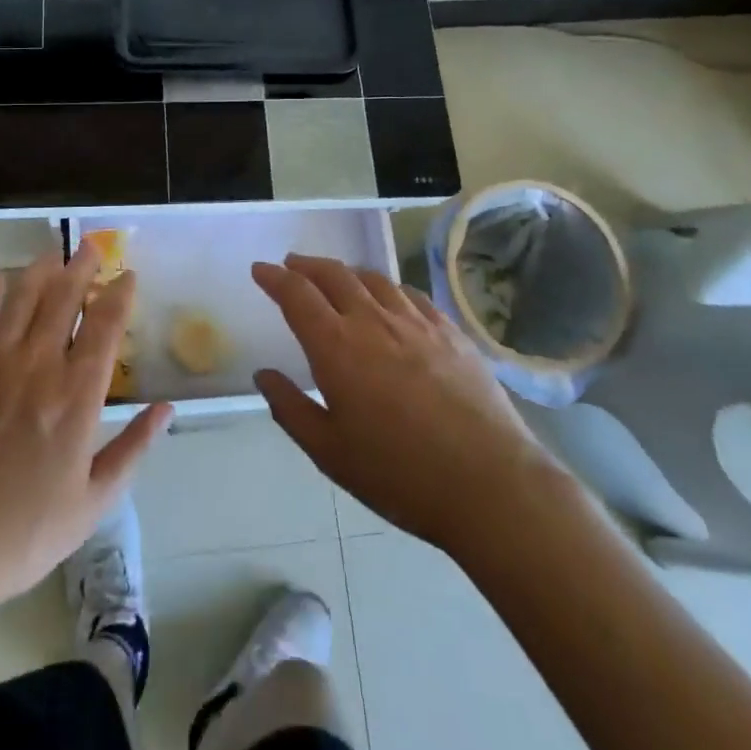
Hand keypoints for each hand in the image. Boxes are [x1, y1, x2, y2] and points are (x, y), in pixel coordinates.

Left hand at [0, 245, 171, 613]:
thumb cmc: (22, 534)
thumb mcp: (92, 503)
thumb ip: (132, 449)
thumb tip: (166, 408)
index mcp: (76, 395)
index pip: (105, 326)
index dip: (118, 294)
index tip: (126, 275)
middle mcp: (37, 365)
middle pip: (64, 298)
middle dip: (81, 267)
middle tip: (88, 247)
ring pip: (21, 297)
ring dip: (40, 271)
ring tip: (51, 255)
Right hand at [252, 254, 553, 553]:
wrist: (490, 484)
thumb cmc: (399, 474)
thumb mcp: (330, 452)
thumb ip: (290, 409)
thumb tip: (264, 375)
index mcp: (336, 346)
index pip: (296, 294)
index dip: (274, 278)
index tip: (260, 269)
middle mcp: (372, 320)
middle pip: (334, 275)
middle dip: (307, 266)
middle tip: (292, 265)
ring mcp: (415, 322)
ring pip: (373, 279)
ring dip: (346, 272)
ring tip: (337, 278)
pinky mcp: (450, 332)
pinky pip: (410, 295)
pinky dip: (388, 288)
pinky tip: (390, 299)